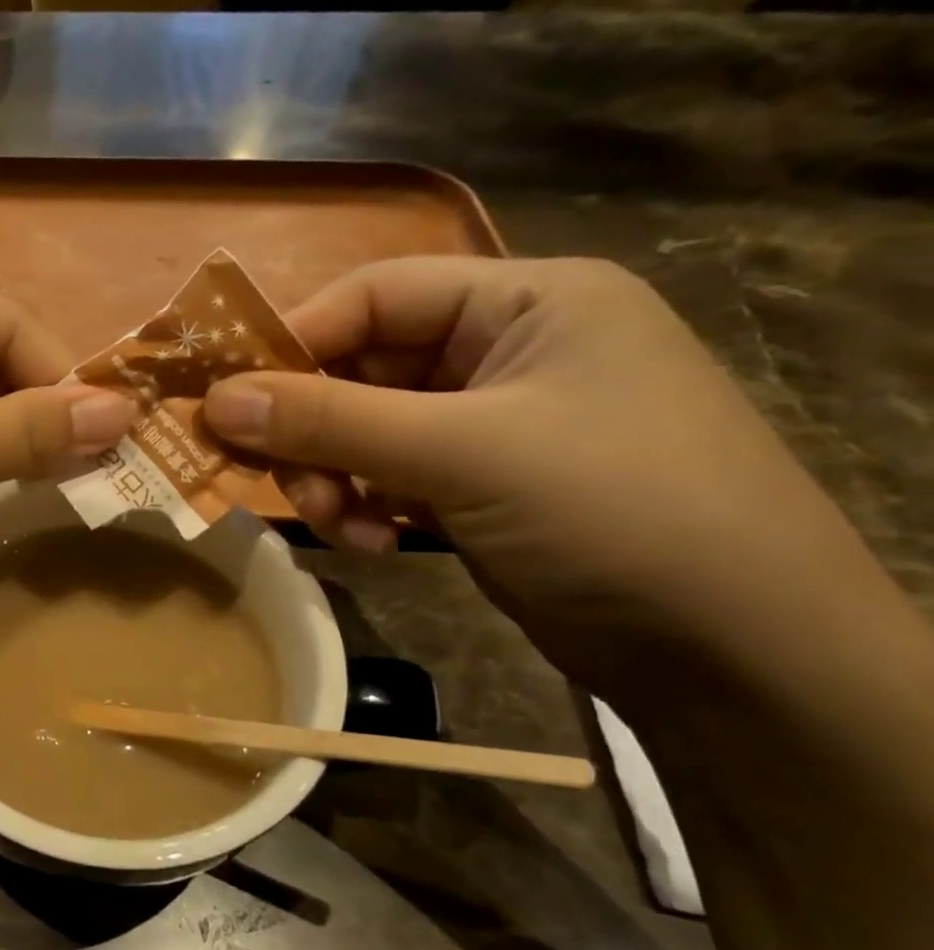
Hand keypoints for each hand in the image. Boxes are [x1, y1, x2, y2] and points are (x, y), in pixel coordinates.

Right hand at [201, 256, 883, 692]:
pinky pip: (389, 476)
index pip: (375, 294)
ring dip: (334, 476)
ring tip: (337, 526)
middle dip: (314, 430)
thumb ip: (328, 422)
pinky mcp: (480, 484)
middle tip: (279, 481)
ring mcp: (493, 422)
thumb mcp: (460, 455)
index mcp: (525, 302)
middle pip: (362, 368)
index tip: (226, 399)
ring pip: (365, 430)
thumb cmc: (613, 514)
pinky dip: (365, 506)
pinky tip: (376, 544)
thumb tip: (213, 402)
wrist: (736, 655)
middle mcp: (506, 350)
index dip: (294, 340)